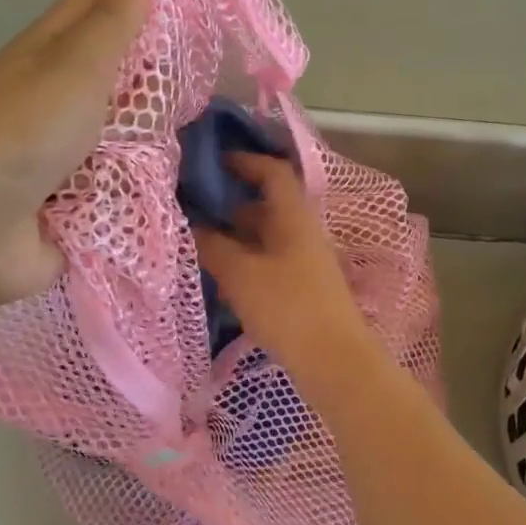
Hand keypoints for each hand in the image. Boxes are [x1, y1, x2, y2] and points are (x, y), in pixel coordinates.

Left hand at [0, 0, 231, 308]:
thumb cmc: (17, 137)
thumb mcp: (69, 70)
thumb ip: (110, 22)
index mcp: (55, 48)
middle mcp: (66, 90)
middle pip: (131, 51)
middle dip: (180, 35)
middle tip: (238, 25)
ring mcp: (76, 144)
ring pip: (137, 112)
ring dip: (176, 103)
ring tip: (232, 91)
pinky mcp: (87, 193)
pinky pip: (136, 168)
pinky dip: (164, 160)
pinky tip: (200, 156)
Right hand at [192, 152, 374, 376]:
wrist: (334, 362)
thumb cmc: (288, 308)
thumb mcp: (241, 274)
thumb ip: (212, 246)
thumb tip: (190, 225)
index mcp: (293, 218)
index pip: (273, 173)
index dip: (246, 161)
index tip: (213, 162)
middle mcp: (302, 234)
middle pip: (266, 208)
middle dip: (230, 205)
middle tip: (192, 208)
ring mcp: (305, 264)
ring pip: (265, 240)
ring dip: (234, 238)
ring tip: (197, 245)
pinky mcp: (302, 292)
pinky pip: (268, 266)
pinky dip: (244, 265)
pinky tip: (220, 281)